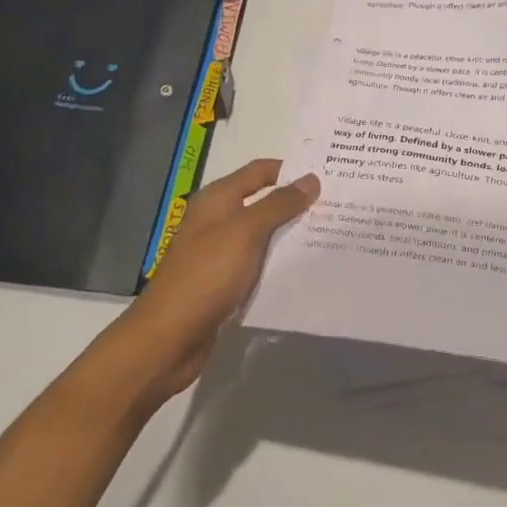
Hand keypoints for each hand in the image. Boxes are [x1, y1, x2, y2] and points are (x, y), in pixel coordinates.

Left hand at [116, 159, 318, 403]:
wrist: (169, 337)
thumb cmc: (206, 275)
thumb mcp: (245, 232)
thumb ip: (279, 205)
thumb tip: (311, 179)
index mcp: (217, 199)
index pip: (259, 171)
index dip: (290, 169)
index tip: (326, 173)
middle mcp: (217, 220)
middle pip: (262, 201)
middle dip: (296, 202)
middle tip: (337, 204)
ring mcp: (220, 252)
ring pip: (262, 234)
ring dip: (290, 233)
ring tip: (330, 233)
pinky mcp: (225, 282)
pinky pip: (258, 263)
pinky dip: (279, 261)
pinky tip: (304, 266)